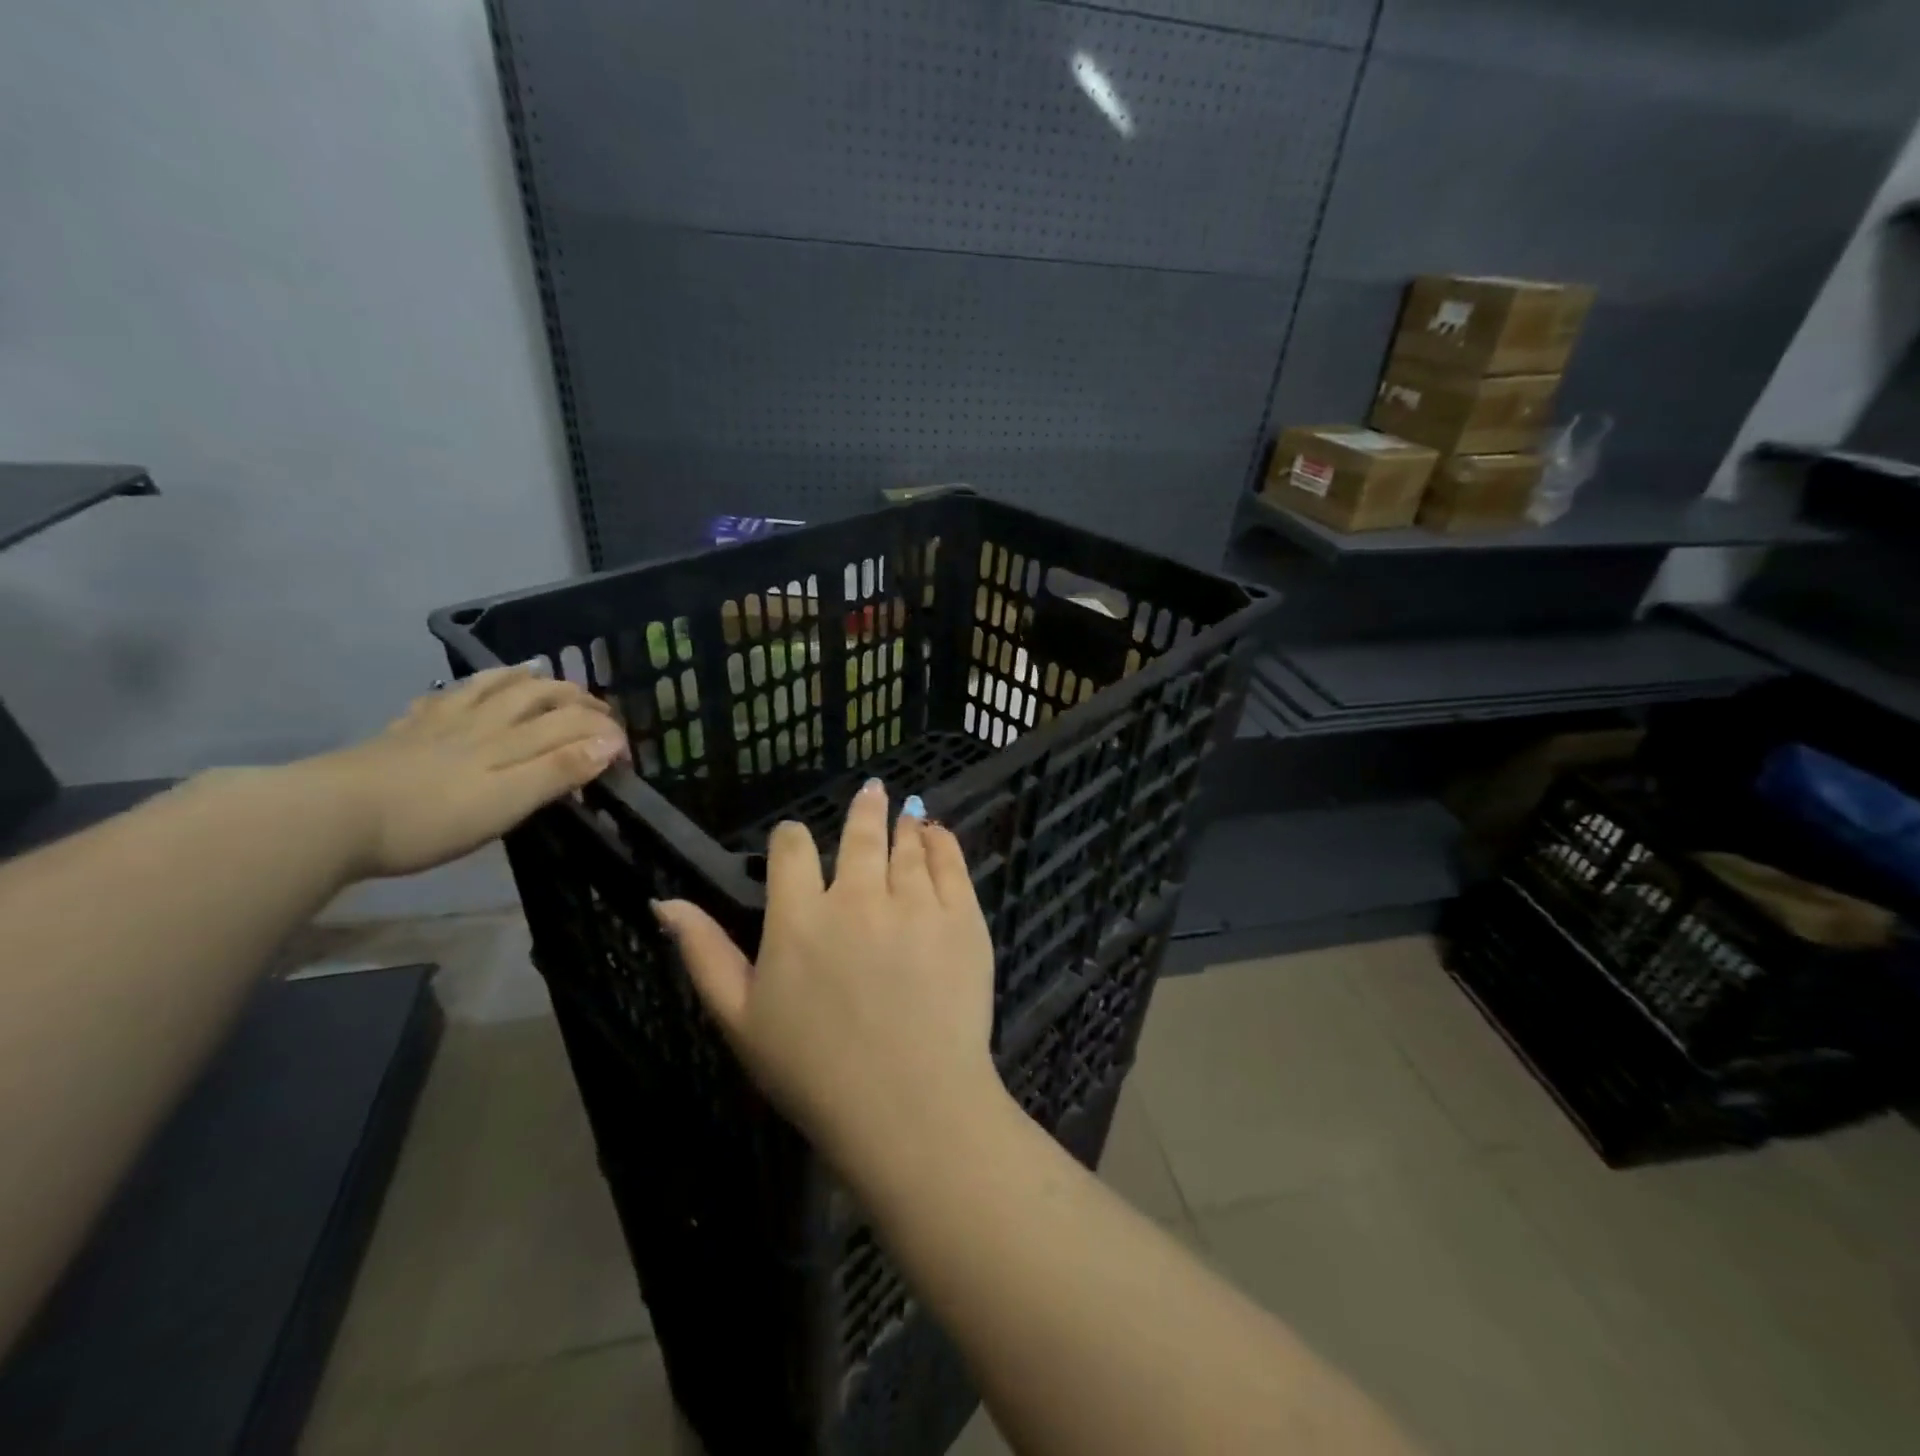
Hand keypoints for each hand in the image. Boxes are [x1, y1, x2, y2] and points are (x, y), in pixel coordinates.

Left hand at [304, 666, 627, 878]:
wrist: (328, 817)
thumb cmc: (428, 820)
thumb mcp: (506, 804)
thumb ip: (558, 771)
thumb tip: (610, 744)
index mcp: (510, 743)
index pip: (571, 725)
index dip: (606, 732)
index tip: (627, 754)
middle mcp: (482, 724)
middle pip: (537, 697)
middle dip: (575, 699)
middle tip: (598, 708)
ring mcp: (440, 724)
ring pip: (491, 689)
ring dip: (524, 679)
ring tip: (540, 672)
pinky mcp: (404, 733)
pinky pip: (443, 699)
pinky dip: (466, 688)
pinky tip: (463, 690)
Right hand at [655, 780, 999, 1177]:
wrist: (911, 1108)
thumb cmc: (815, 1073)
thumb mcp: (740, 1020)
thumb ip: (704, 954)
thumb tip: (665, 901)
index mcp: (800, 918)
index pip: (792, 849)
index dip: (792, 838)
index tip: (796, 840)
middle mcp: (858, 897)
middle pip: (860, 834)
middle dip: (864, 810)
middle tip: (872, 791)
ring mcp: (916, 904)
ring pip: (907, 845)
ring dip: (903, 825)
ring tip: (906, 813)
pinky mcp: (962, 918)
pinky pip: (951, 863)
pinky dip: (942, 842)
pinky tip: (937, 834)